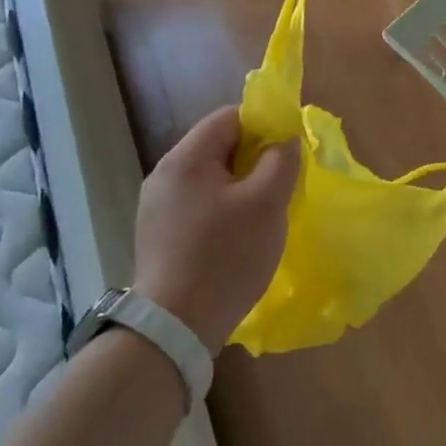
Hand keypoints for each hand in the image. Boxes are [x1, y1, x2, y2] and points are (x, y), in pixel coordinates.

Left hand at [130, 106, 299, 353]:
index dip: (264, 125)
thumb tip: (284, 140)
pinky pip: (199, 204)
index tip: (288, 150)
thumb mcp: (266, 203)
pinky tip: (238, 236)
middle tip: (282, 183)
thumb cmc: (226, 255)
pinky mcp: (158, 235)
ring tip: (265, 212)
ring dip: (241, 186)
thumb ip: (281, 161)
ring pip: (210, 178)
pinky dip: (223, 209)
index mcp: (186, 159)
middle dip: (254, 158)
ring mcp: (157, 207)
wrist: (175, 328)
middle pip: (218, 146)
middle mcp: (164, 175)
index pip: (229, 117)